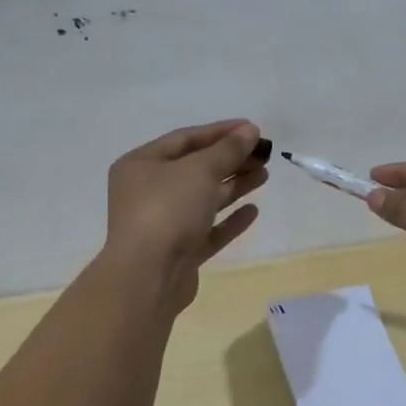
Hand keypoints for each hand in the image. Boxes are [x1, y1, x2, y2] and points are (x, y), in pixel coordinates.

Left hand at [103, 120, 267, 309]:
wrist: (148, 276)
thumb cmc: (168, 210)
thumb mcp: (200, 170)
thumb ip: (228, 149)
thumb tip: (250, 131)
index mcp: (141, 164)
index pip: (185, 139)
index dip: (221, 131)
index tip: (253, 128)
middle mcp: (147, 191)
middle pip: (196, 168)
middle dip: (231, 159)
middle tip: (264, 154)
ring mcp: (163, 223)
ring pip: (204, 198)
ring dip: (234, 185)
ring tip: (264, 174)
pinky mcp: (179, 251)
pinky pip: (208, 229)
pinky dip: (229, 219)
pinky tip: (253, 211)